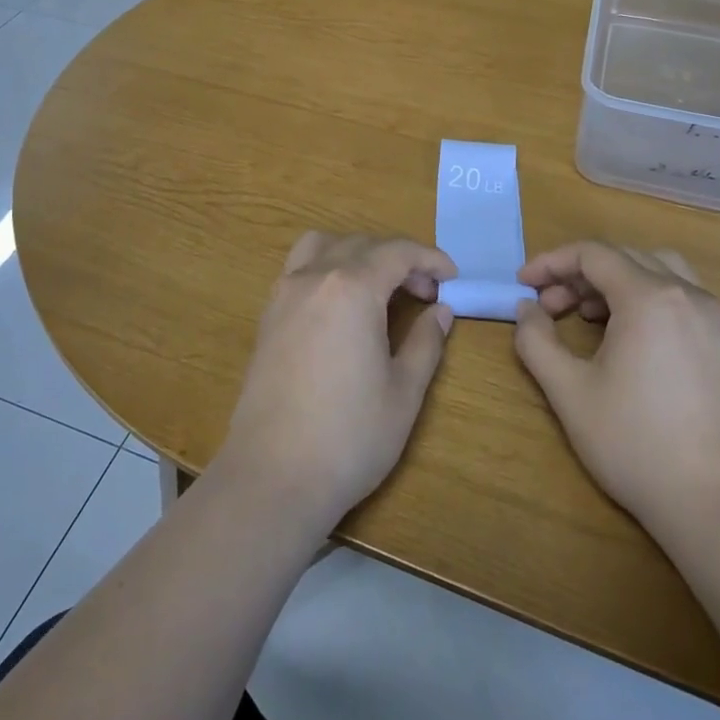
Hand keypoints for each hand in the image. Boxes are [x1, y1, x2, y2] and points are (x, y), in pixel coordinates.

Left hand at [215, 233, 454, 535]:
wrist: (273, 476)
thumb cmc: (349, 436)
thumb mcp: (403, 392)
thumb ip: (425, 342)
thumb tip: (440, 310)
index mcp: (351, 288)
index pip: (397, 252)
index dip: (429, 258)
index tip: (452, 276)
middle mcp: (313, 277)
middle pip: (361, 244)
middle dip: (399, 258)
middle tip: (426, 292)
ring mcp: (284, 294)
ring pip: (323, 245)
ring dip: (357, 252)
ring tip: (379, 286)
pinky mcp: (267, 316)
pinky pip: (300, 268)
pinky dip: (327, 267)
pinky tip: (342, 306)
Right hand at [514, 243, 719, 548]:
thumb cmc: (637, 444)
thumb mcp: (569, 392)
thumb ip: (536, 341)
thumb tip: (528, 310)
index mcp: (649, 297)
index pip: (592, 254)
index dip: (551, 263)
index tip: (523, 284)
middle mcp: (687, 295)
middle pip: (623, 257)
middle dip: (578, 274)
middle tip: (549, 307)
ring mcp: (714, 318)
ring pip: (657, 270)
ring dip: (615, 280)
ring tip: (589, 315)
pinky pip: (680, 296)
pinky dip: (646, 297)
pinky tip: (629, 337)